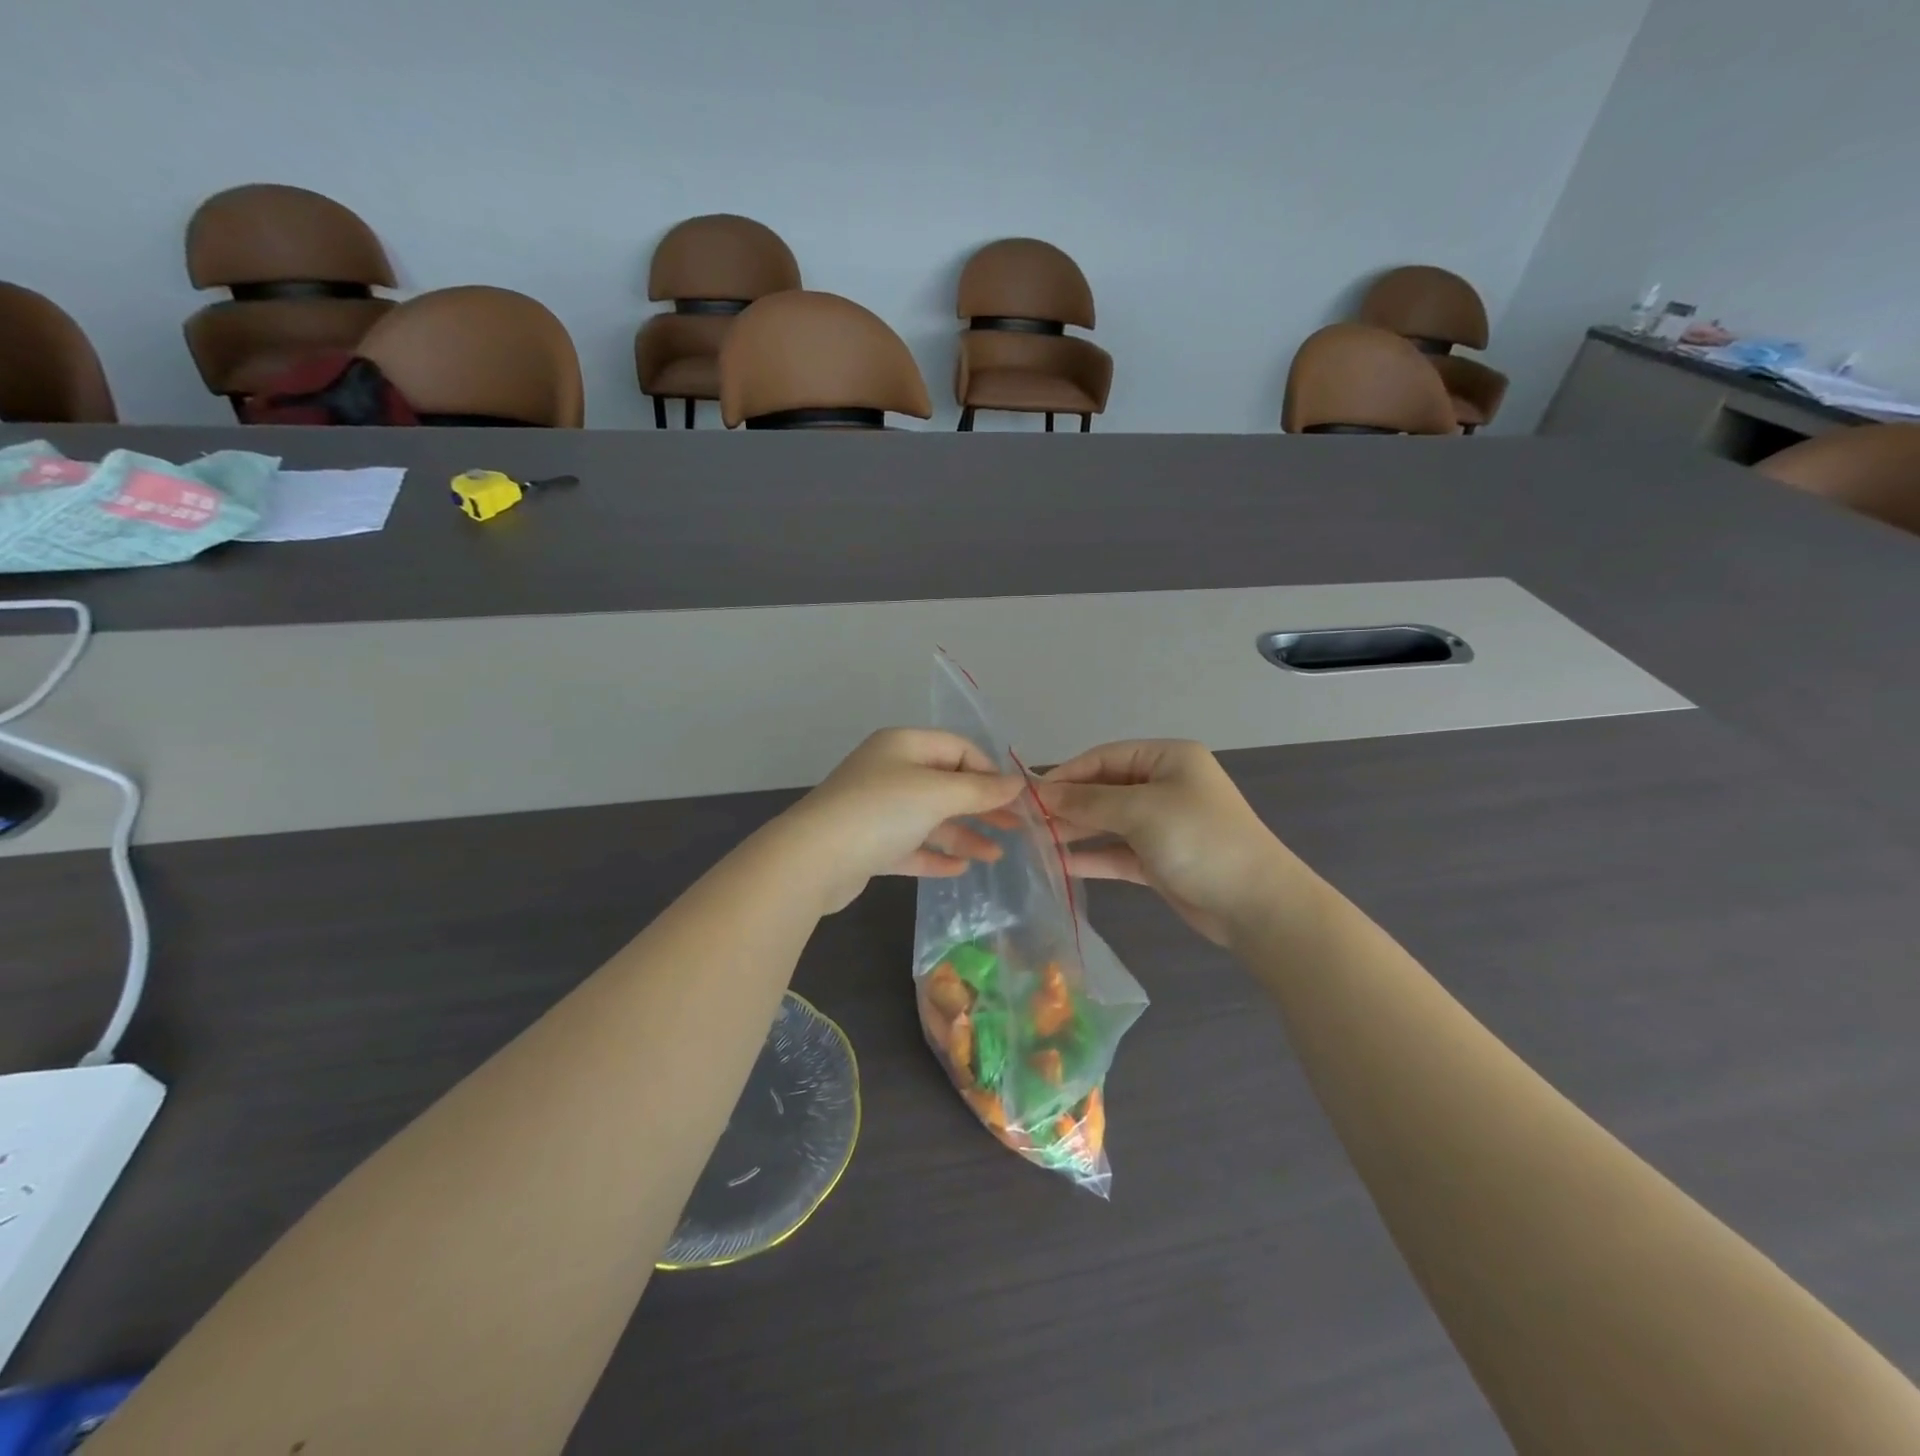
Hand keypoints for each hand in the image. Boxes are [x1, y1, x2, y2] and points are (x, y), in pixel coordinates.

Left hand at [782, 728, 1024, 914]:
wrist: (812, 859)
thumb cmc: (880, 811)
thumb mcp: (937, 794)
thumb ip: (980, 790)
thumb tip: (1018, 783)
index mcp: (903, 746)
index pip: (958, 749)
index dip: (989, 771)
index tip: (1015, 799)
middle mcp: (890, 772)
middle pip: (946, 785)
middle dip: (981, 806)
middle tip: (1016, 829)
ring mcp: (878, 809)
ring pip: (930, 818)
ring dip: (963, 834)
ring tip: (995, 856)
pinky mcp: (869, 845)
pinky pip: (911, 845)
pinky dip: (935, 854)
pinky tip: (960, 869)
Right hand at [1036, 740, 1299, 945]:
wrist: (1256, 904)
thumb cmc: (1199, 839)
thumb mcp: (1141, 811)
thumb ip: (1088, 801)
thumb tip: (1041, 793)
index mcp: (1167, 759)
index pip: (1103, 758)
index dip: (1065, 774)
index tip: (1028, 794)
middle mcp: (1163, 786)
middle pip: (1103, 789)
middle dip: (1066, 804)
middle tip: (1023, 821)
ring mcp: (1162, 825)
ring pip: (1107, 822)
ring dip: (1073, 831)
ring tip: (1033, 842)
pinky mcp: (1159, 860)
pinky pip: (1116, 852)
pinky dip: (1091, 856)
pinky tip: (1058, 864)